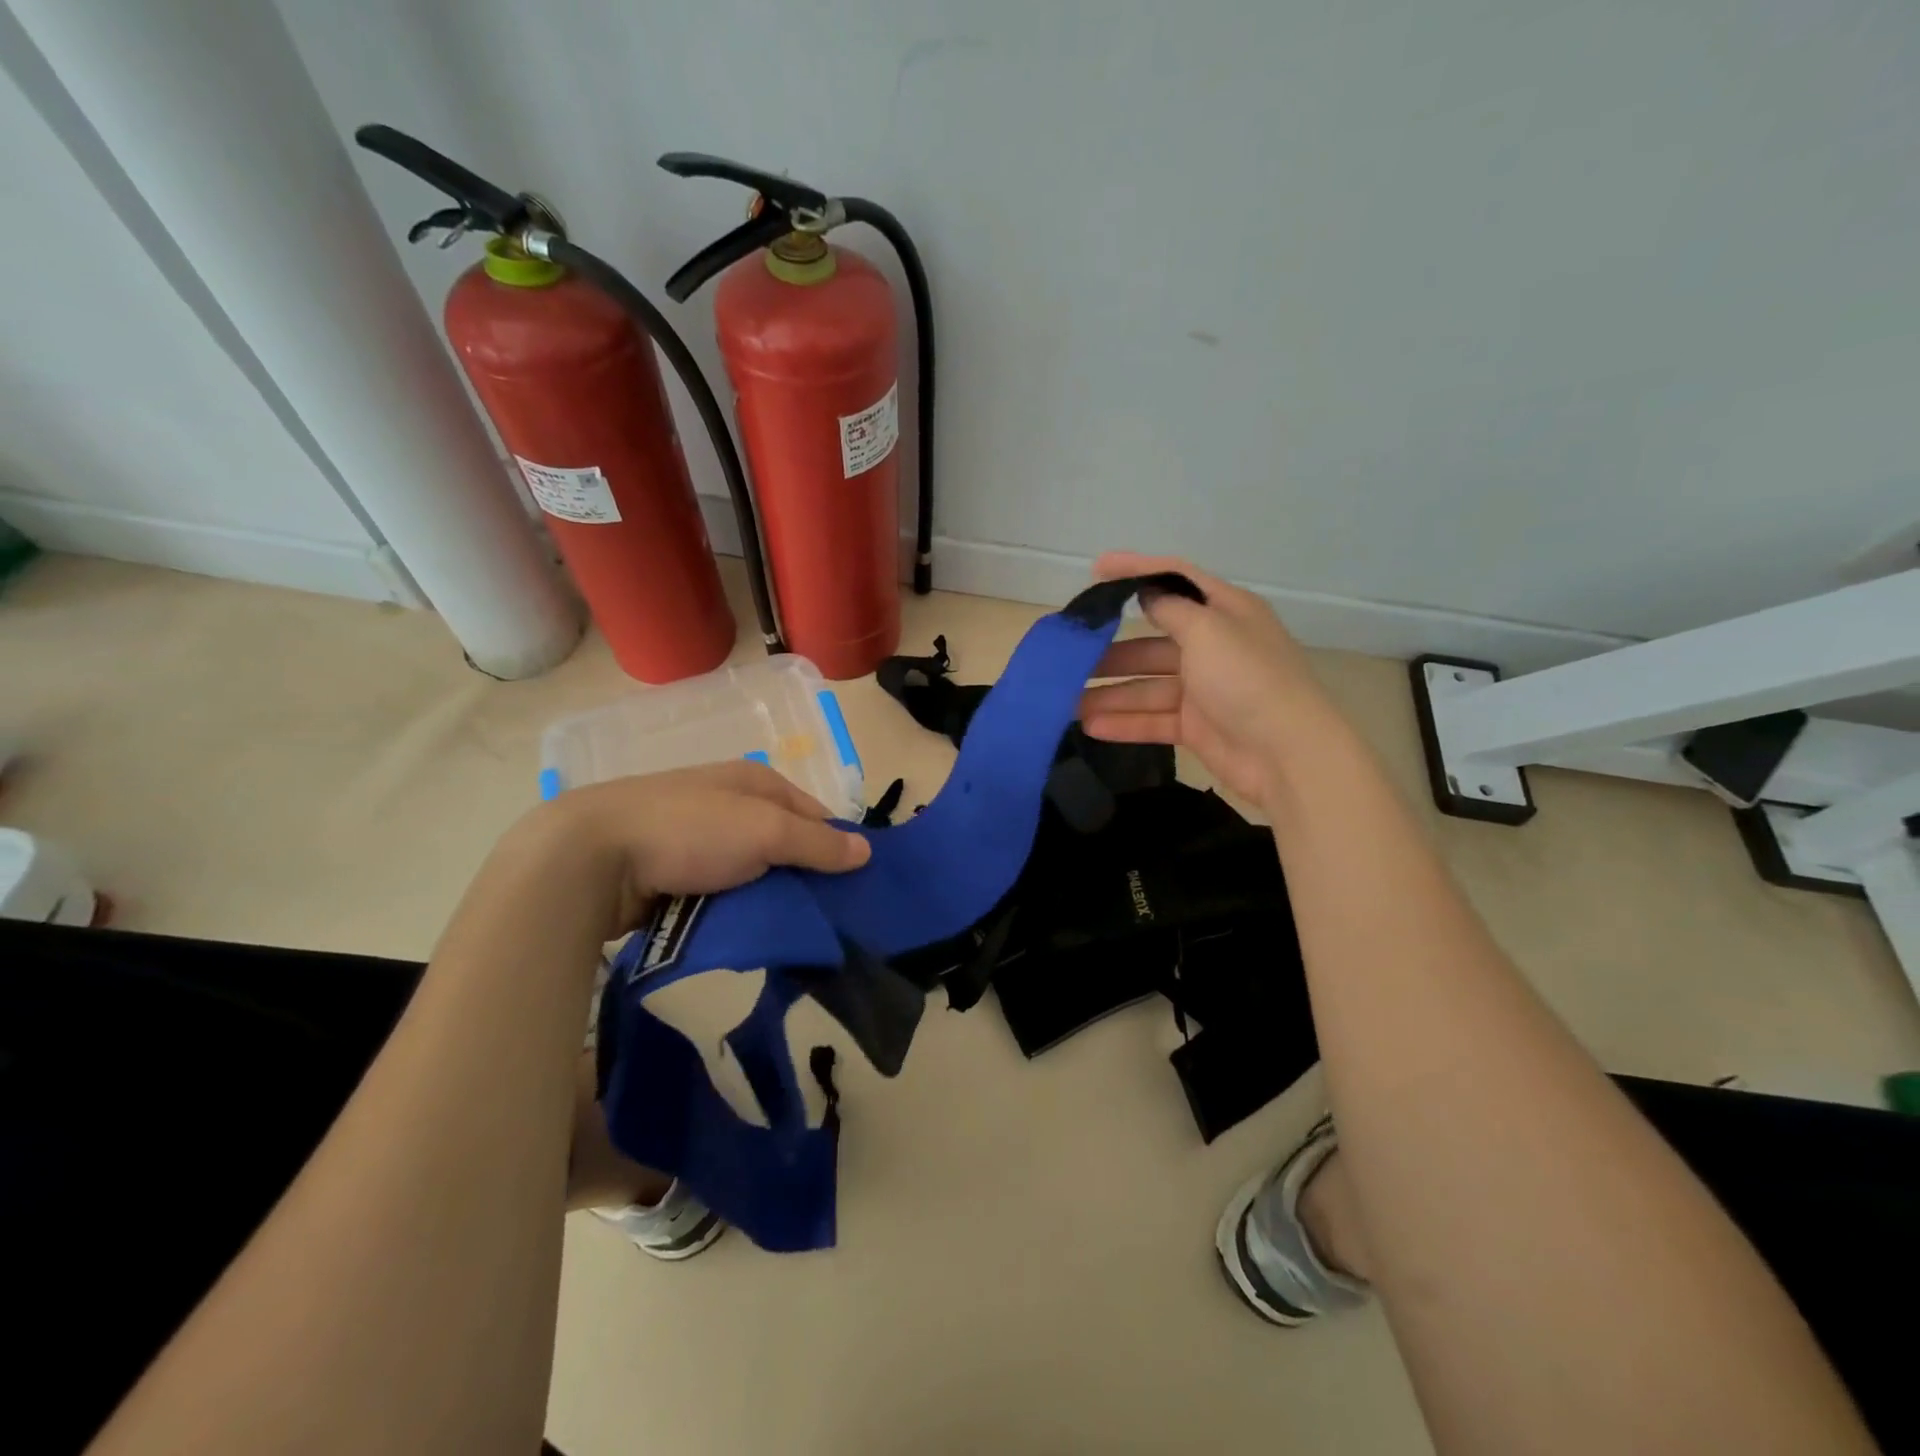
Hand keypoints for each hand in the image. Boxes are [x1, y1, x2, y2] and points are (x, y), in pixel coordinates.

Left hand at [525, 760, 870, 939]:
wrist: (592, 856)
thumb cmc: (691, 830)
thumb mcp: (765, 832)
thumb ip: (817, 843)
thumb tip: (867, 851)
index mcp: (755, 781)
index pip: (815, 813)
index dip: (836, 845)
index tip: (853, 886)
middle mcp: (729, 802)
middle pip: (784, 843)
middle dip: (802, 877)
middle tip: (824, 917)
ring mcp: (697, 835)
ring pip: (751, 870)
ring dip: (766, 896)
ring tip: (785, 931)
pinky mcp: (671, 868)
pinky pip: (718, 890)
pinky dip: (732, 908)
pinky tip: (740, 930)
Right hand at [1078, 551, 1343, 808]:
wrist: (1287, 754)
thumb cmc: (1248, 679)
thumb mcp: (1208, 630)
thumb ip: (1172, 610)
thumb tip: (1147, 595)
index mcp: (1225, 612)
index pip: (1175, 581)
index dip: (1137, 571)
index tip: (1096, 569)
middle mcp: (1213, 646)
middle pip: (1152, 643)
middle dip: (1111, 652)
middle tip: (1069, 659)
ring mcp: (1204, 689)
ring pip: (1147, 686)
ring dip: (1109, 694)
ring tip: (1067, 703)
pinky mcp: (1197, 726)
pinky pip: (1153, 719)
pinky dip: (1124, 722)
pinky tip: (1090, 727)